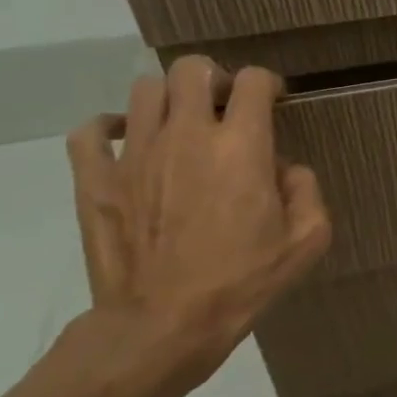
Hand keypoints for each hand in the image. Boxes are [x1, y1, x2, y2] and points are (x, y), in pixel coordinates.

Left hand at [61, 56, 331, 394]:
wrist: (162, 326)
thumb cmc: (242, 283)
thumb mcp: (306, 241)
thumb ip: (307, 191)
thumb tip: (284, 170)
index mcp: (241, 147)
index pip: (253, 82)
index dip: (268, 85)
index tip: (273, 103)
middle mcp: (186, 135)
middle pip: (191, 69)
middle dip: (214, 79)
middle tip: (224, 107)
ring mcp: (134, 154)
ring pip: (144, 90)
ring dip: (168, 99)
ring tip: (180, 125)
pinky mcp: (95, 180)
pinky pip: (90, 131)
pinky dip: (108, 128)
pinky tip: (127, 143)